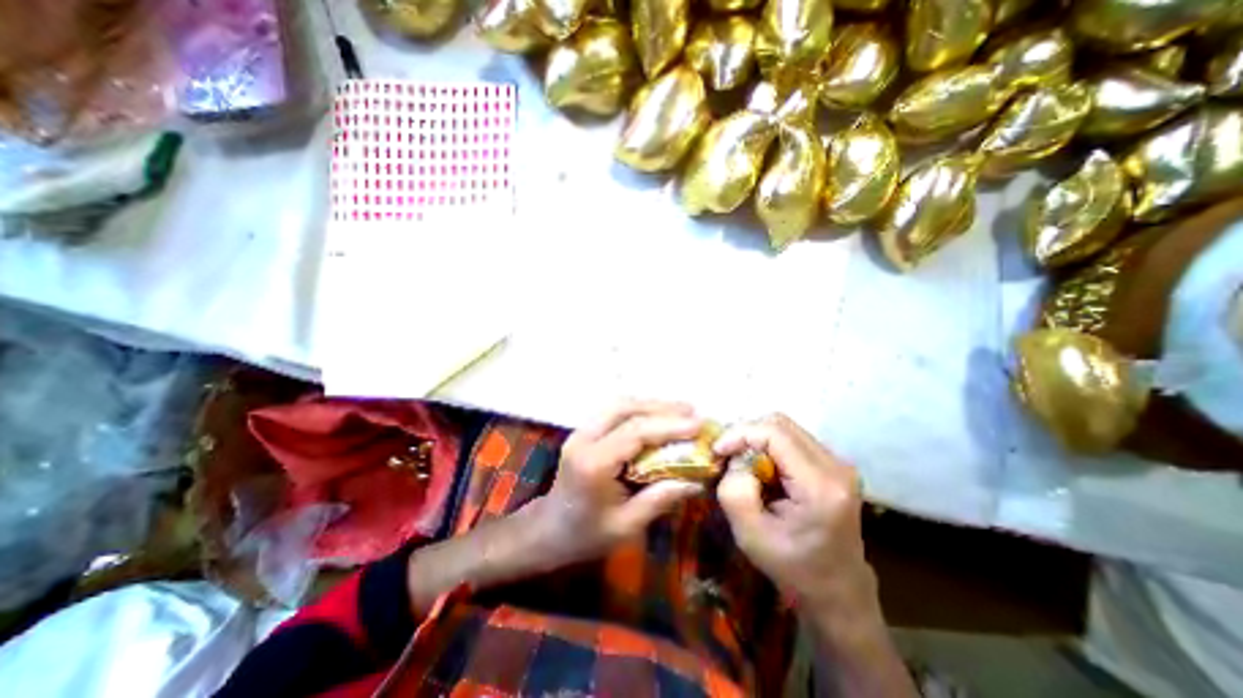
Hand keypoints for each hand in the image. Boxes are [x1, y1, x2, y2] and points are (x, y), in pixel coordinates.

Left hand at [537, 400, 709, 564]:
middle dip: (661, 407)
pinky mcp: (584, 431)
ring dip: (651, 405)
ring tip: (680, 411)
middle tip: (692, 412)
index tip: (698, 425)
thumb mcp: (626, 526)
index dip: (668, 426)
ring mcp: (580, 431)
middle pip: (625, 408)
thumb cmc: (586, 535)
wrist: (548, 529)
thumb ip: (660, 499)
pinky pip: (614, 411)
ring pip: (618, 404)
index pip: (634, 432)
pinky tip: (657, 416)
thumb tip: (697, 480)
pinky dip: (639, 409)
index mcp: (593, 463)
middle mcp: (584, 439)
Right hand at [710, 413, 873, 609]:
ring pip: (785, 428)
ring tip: (741, 463)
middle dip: (746, 434)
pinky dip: (768, 447)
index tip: (717, 451)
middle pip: (781, 424)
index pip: (775, 432)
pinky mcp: (833, 465)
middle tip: (726, 455)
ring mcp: (838, 464)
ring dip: (757, 440)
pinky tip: (760, 468)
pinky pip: (792, 440)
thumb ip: (735, 491)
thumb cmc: (793, 569)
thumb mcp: (750, 536)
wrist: (837, 591)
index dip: (740, 433)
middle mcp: (836, 466)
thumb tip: (735, 459)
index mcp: (820, 486)